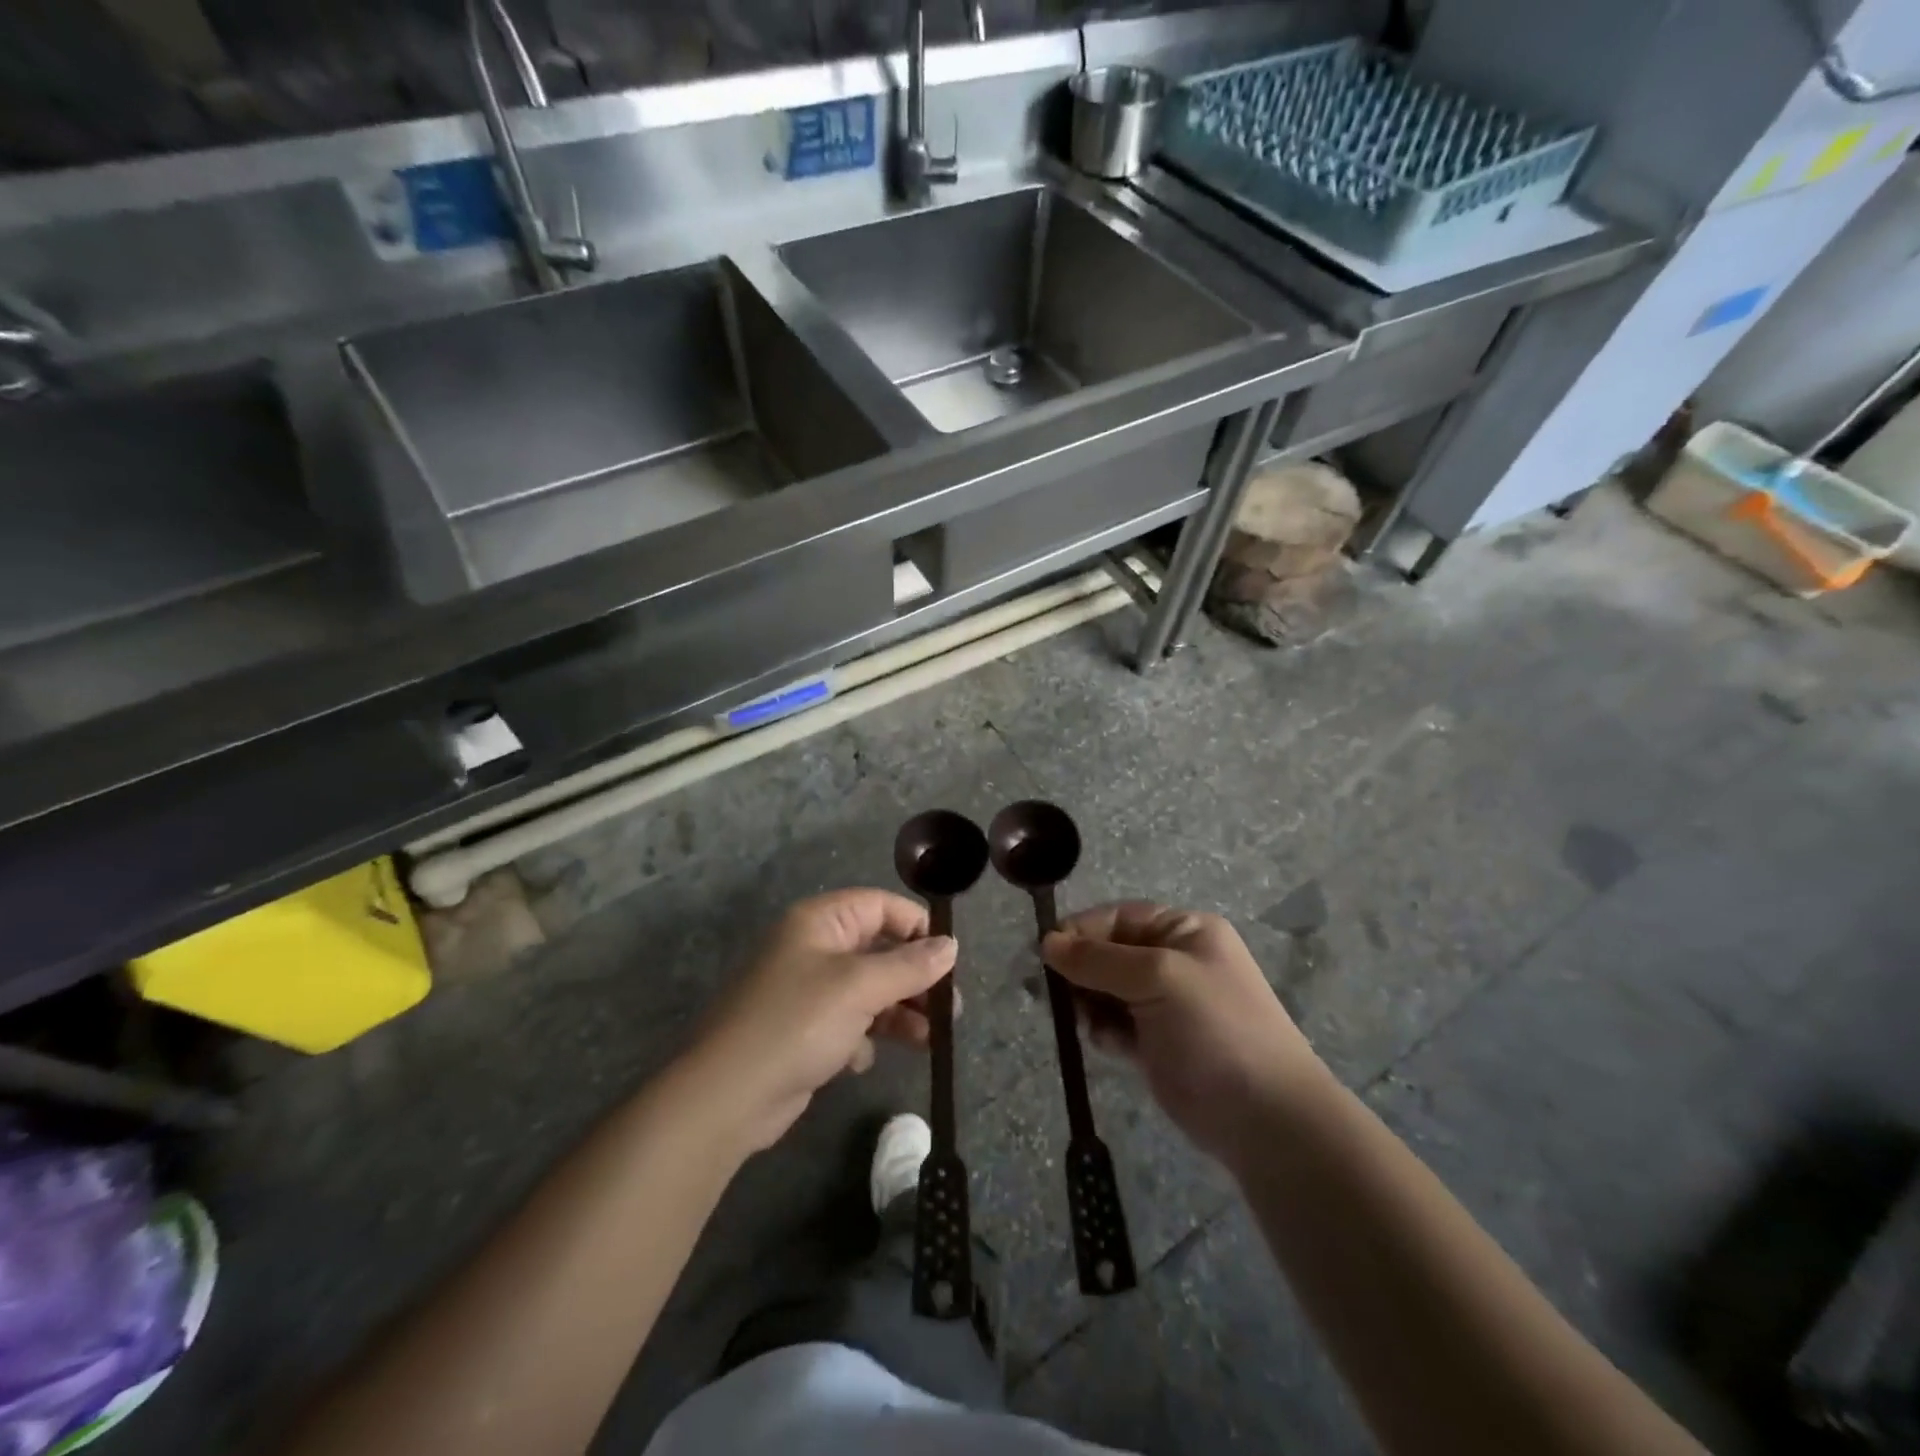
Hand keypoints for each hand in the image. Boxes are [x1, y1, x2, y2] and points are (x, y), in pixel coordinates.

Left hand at [685, 890, 956, 1153]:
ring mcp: (806, 991)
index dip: (917, 927)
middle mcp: (813, 948)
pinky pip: (847, 1023)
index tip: (949, 959)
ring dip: (899, 1012)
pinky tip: (861, 1059)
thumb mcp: (861, 987)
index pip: (880, 906)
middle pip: (878, 950)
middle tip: (949, 1009)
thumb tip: (951, 945)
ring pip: (868, 990)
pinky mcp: (803, 1031)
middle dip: (915, 978)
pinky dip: (862, 1037)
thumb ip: (910, 965)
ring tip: (930, 1040)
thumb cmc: (797, 1023)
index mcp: (820, 922)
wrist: (728, 1096)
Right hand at [1043, 903, 1327, 1165]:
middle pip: (1108, 953)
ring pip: (1105, 990)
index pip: (1118, 918)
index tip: (1045, 955)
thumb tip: (1047, 942)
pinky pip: (1114, 1023)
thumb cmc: (1215, 1030)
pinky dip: (1104, 1030)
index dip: (1080, 932)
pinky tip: (1109, 1045)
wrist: (1265, 1119)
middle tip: (1060, 997)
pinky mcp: (1156, 1042)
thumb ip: (1098, 959)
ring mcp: (1165, 1003)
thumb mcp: (1158, 978)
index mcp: (1184, 930)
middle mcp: (1174, 960)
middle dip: (1081, 972)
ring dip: (1089, 1003)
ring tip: (1088, 1024)